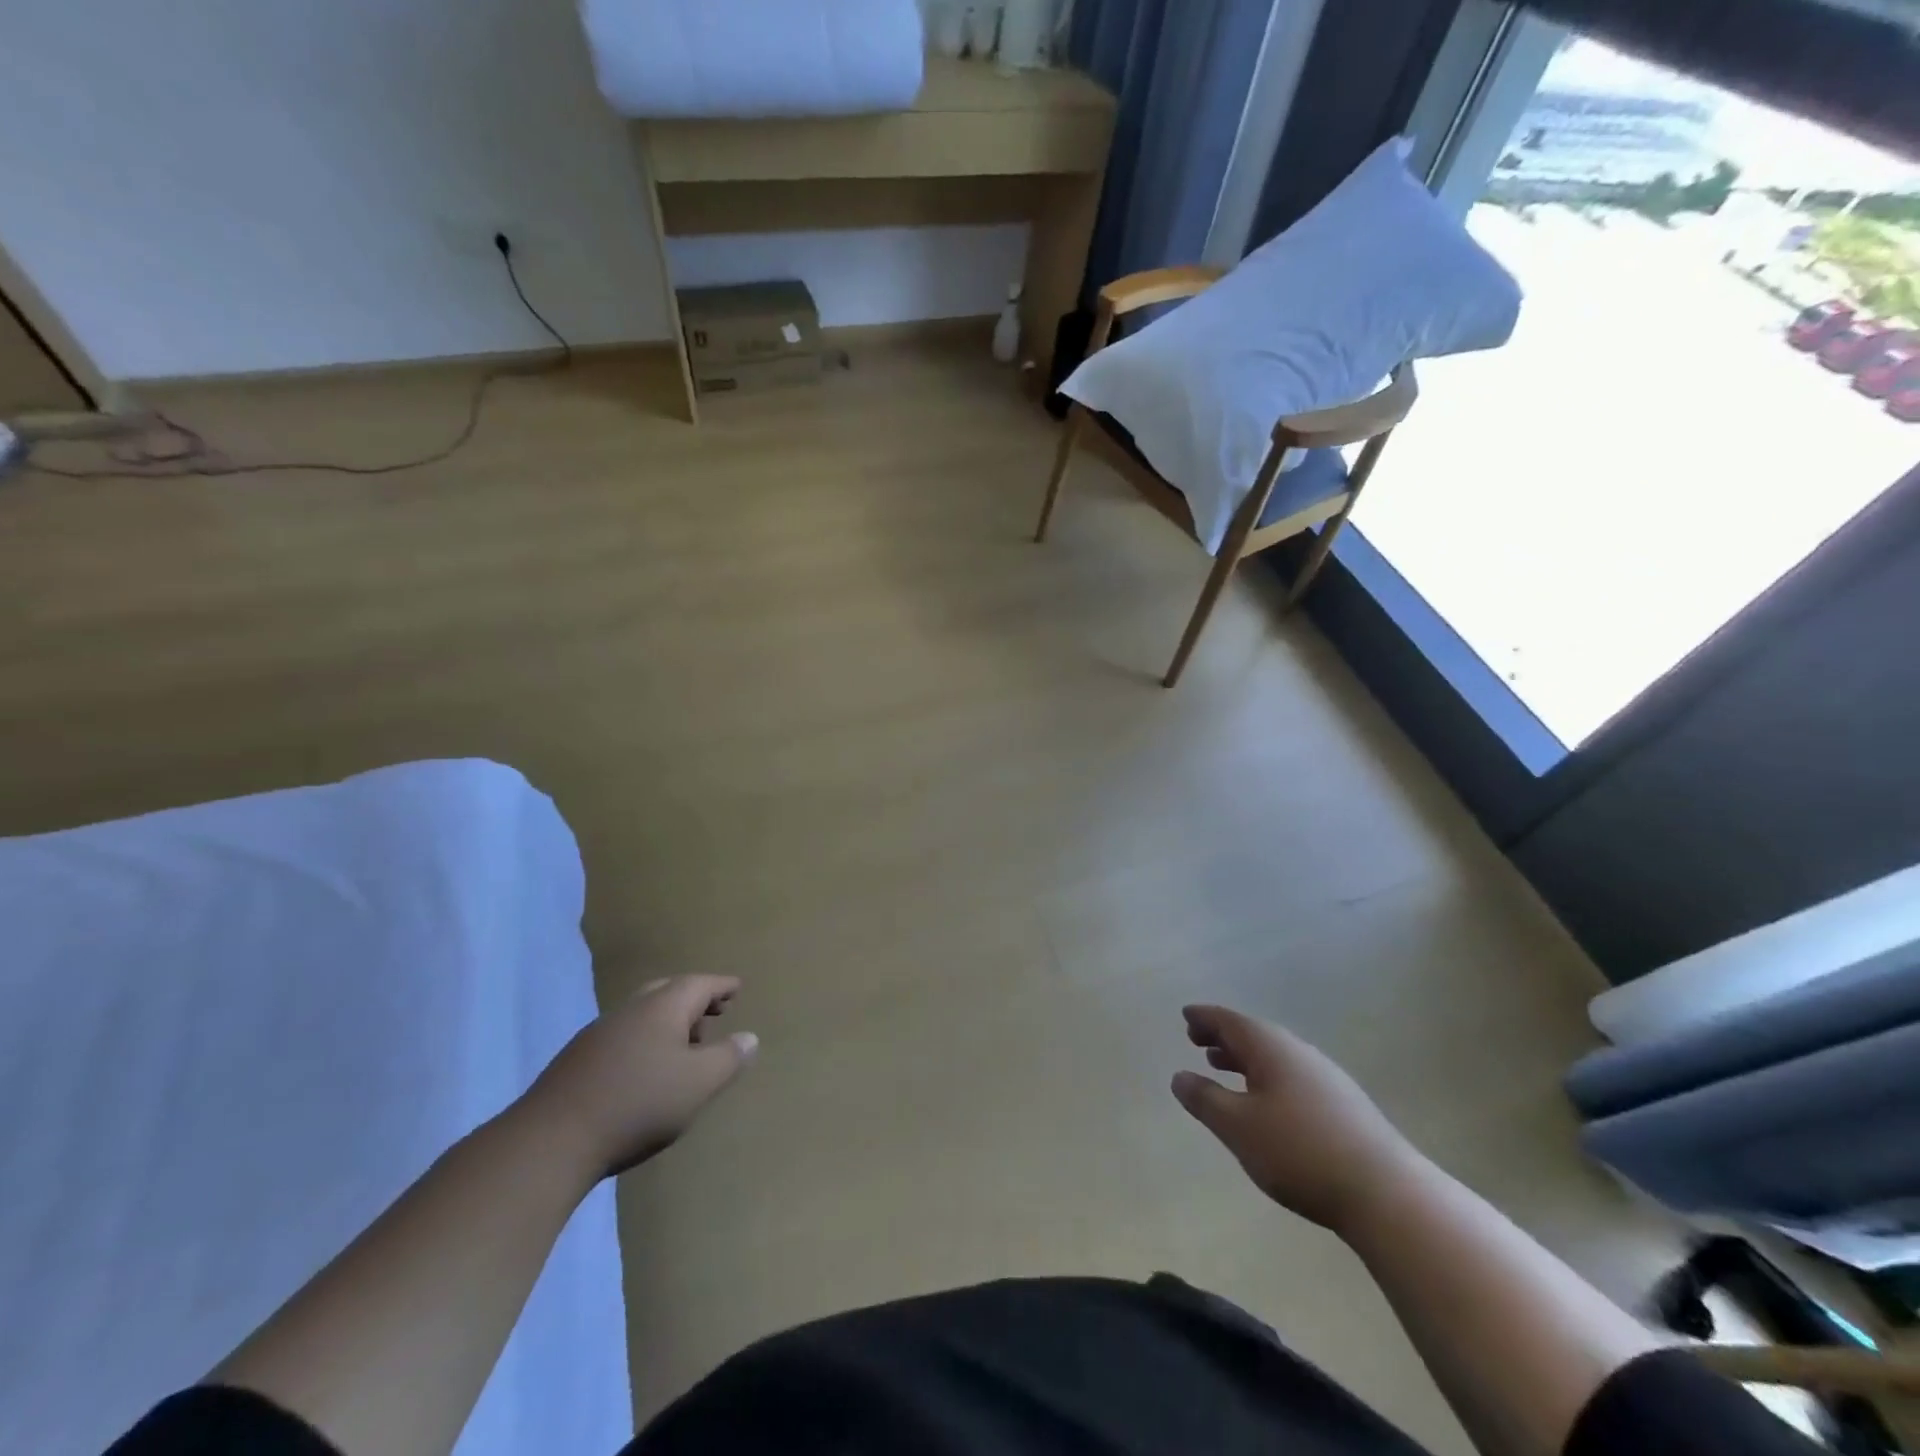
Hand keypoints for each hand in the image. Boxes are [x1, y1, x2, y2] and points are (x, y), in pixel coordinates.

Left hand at [521, 975, 758, 1179]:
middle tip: (714, 1013)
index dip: (722, 986)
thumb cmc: (638, 1104)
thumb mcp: (699, 1084)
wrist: (550, 1141)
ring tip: (684, 1047)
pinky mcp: (577, 1061)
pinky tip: (644, 1070)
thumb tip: (749, 1038)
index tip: (737, 988)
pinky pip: (623, 1036)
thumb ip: (729, 1058)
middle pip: (668, 992)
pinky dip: (644, 1042)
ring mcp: (599, 1034)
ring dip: (668, 1023)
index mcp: (662, 1007)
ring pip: (642, 1015)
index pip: (700, 983)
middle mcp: (631, 1010)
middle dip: (694, 1000)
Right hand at [1172, 1005, 1424, 1235]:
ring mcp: (1325, 1077)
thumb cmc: (1298, 1151)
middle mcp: (1298, 1052)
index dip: (1204, 1018)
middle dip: (1223, 1036)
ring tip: (1224, 1067)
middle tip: (1197, 1041)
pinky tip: (1267, 1101)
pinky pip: (1292, 1075)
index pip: (1229, 1021)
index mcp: (1270, 1047)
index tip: (1186, 1016)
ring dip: (1245, 1058)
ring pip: (1275, 1056)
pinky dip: (1267, 1076)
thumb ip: (1205, 1099)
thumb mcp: (1238, 1127)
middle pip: (1253, 1034)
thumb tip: (1179, 1076)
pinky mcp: (1344, 1104)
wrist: (1385, 1192)